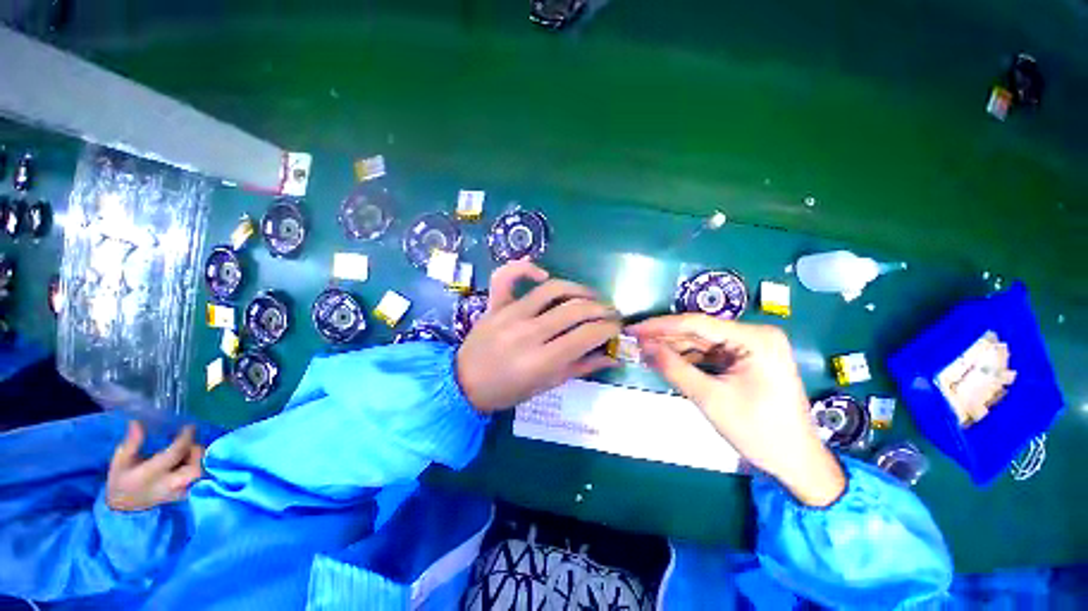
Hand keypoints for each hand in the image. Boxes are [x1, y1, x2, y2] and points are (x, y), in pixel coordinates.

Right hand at [107, 421, 204, 511]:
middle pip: (196, 468)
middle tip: (187, 442)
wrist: (123, 507)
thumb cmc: (121, 481)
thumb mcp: (120, 461)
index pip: (175, 454)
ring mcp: (178, 492)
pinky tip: (183, 461)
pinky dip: (194, 466)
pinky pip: (196, 479)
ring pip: (199, 473)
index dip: (185, 438)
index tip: (189, 427)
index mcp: (152, 474)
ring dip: (196, 458)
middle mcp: (169, 484)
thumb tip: (137, 423)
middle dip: (196, 452)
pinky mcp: (182, 495)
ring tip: (184, 451)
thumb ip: (131, 443)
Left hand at [456, 261, 621, 412]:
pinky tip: (543, 275)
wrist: (464, 383)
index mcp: (541, 360)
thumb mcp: (548, 385)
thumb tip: (613, 355)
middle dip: (601, 309)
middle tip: (611, 313)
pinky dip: (525, 268)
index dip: (609, 328)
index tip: (618, 328)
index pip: (586, 335)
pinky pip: (507, 276)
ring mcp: (509, 314)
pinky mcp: (495, 304)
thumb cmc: (508, 391)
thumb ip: (581, 368)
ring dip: (579, 289)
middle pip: (575, 310)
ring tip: (591, 297)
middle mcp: (528, 332)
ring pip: (553, 289)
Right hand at [628, 314, 845, 506]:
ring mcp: (751, 347)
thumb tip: (643, 346)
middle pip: (699, 331)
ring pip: (702, 341)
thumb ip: (674, 368)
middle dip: (664, 337)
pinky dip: (687, 358)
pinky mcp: (747, 359)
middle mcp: (755, 335)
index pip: (696, 323)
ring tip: (643, 351)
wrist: (797, 462)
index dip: (659, 326)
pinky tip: (666, 360)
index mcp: (755, 338)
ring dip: (673, 347)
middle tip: (633, 341)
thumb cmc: (759, 431)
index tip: (633, 329)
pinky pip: (710, 353)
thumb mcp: (710, 399)